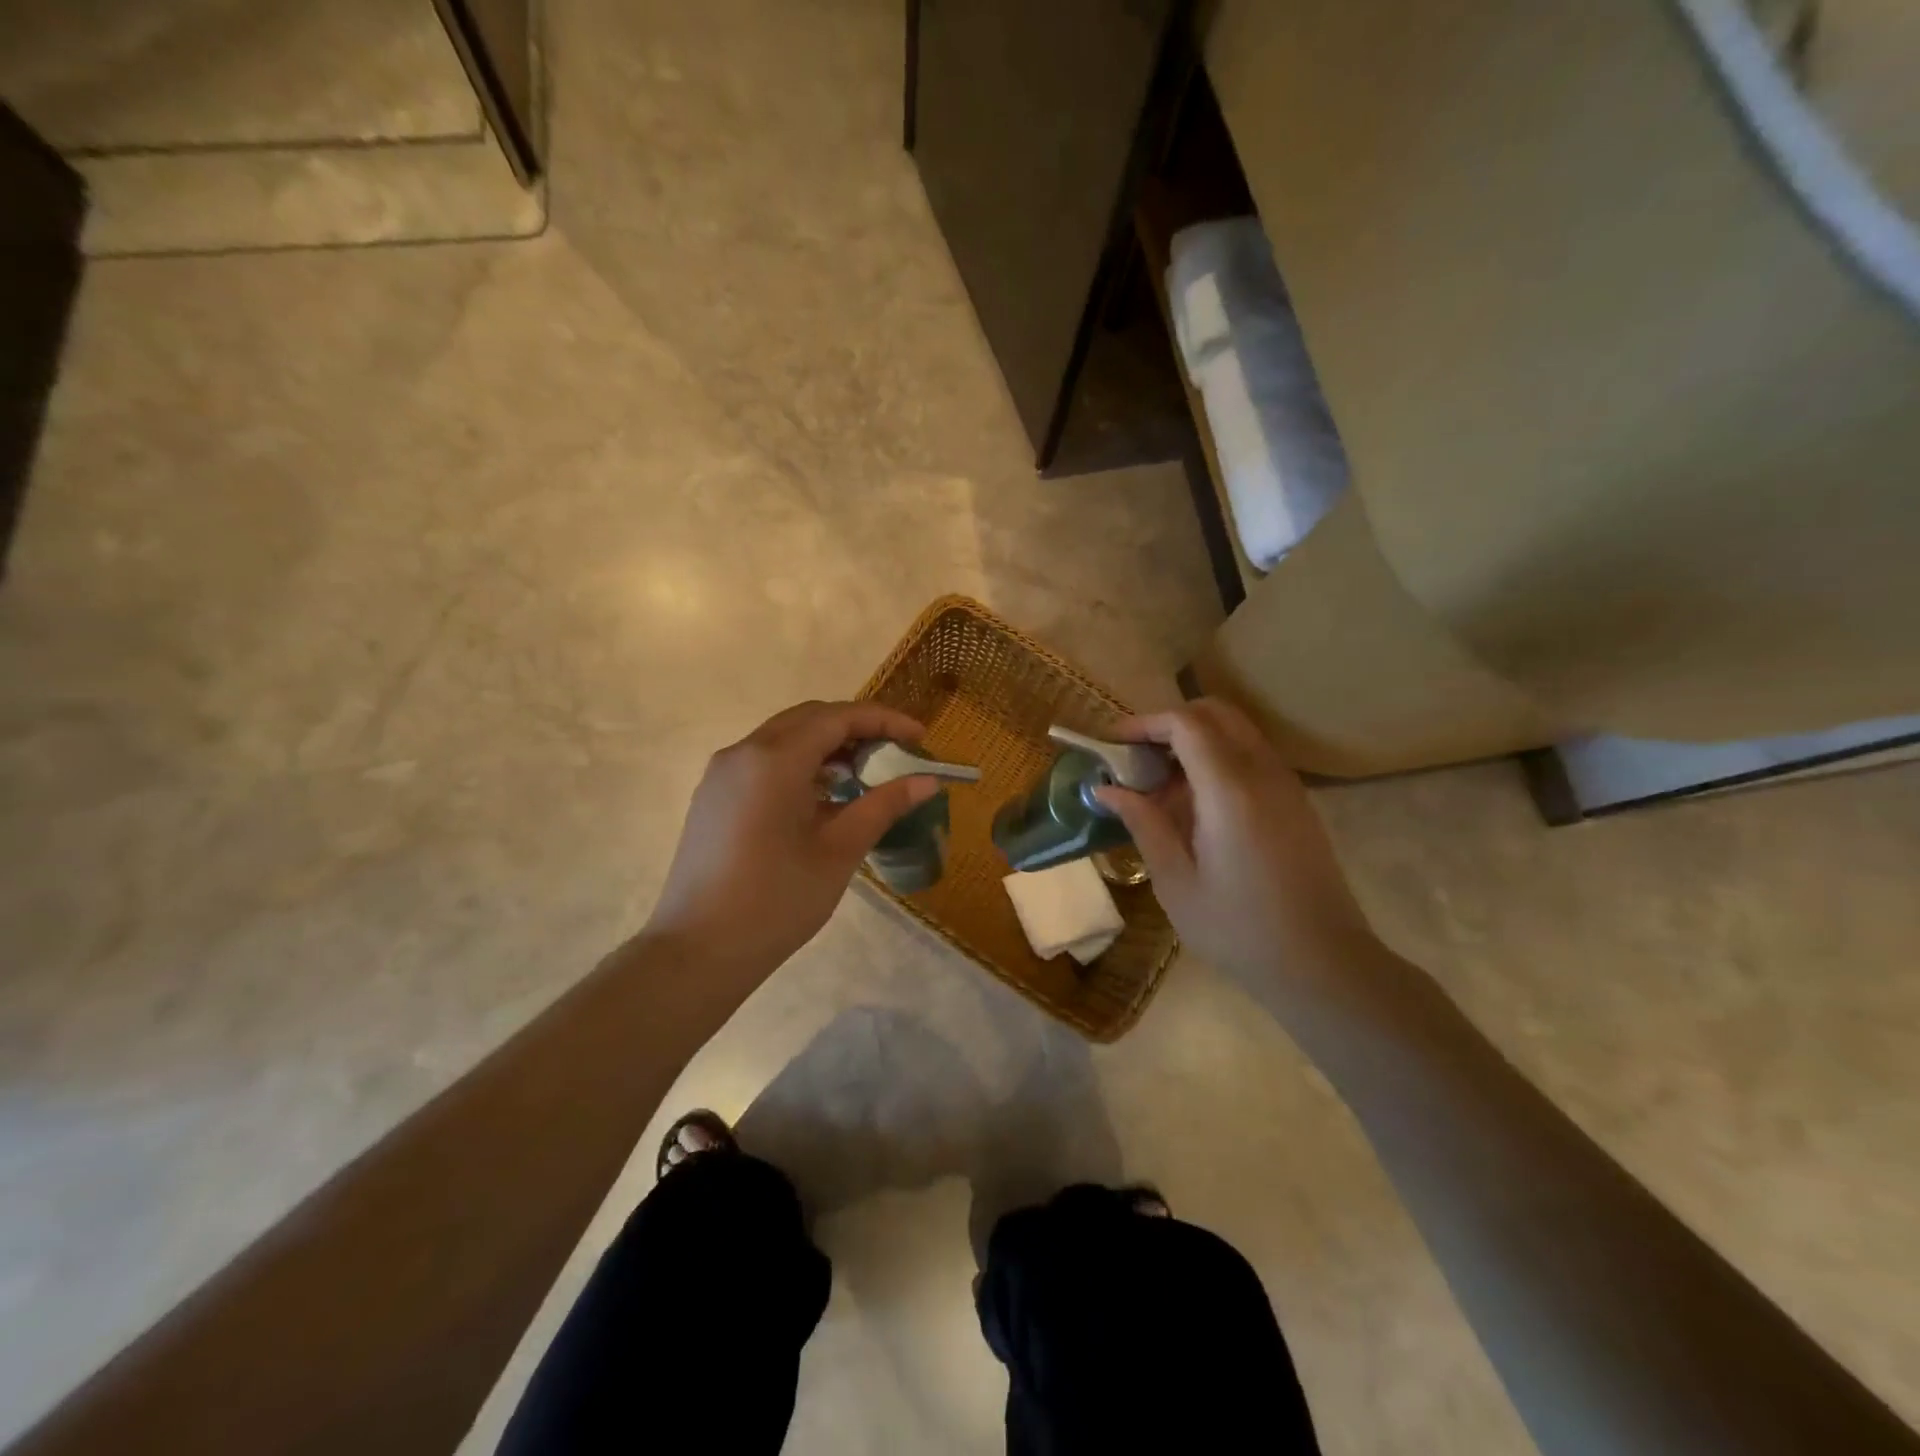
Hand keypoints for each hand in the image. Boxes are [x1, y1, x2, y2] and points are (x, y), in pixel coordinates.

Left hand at [645, 700, 939, 976]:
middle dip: (857, 728)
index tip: (920, 739)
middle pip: (810, 719)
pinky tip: (823, 796)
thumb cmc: (776, 902)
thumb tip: (927, 780)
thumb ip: (883, 806)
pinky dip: (801, 764)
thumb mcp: (839, 852)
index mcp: (774, 760)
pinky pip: (764, 761)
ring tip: (865, 775)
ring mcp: (722, 773)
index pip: (838, 717)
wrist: (697, 951)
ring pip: (785, 737)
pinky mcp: (714, 796)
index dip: (884, 720)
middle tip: (895, 753)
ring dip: (828, 745)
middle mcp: (743, 752)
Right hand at [1094, 699, 1377, 996]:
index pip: (1185, 723)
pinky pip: (1252, 756)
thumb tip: (1107, 789)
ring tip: (1161, 782)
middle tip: (1136, 756)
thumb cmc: (1239, 929)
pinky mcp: (1296, 802)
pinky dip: (1217, 758)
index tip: (1113, 744)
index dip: (1145, 723)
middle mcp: (1263, 773)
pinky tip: (1196, 804)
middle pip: (1215, 712)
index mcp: (1229, 789)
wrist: (1323, 965)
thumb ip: (1143, 824)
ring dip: (1195, 739)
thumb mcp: (1176, 882)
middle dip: (1170, 722)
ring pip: (1237, 731)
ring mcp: (1286, 785)